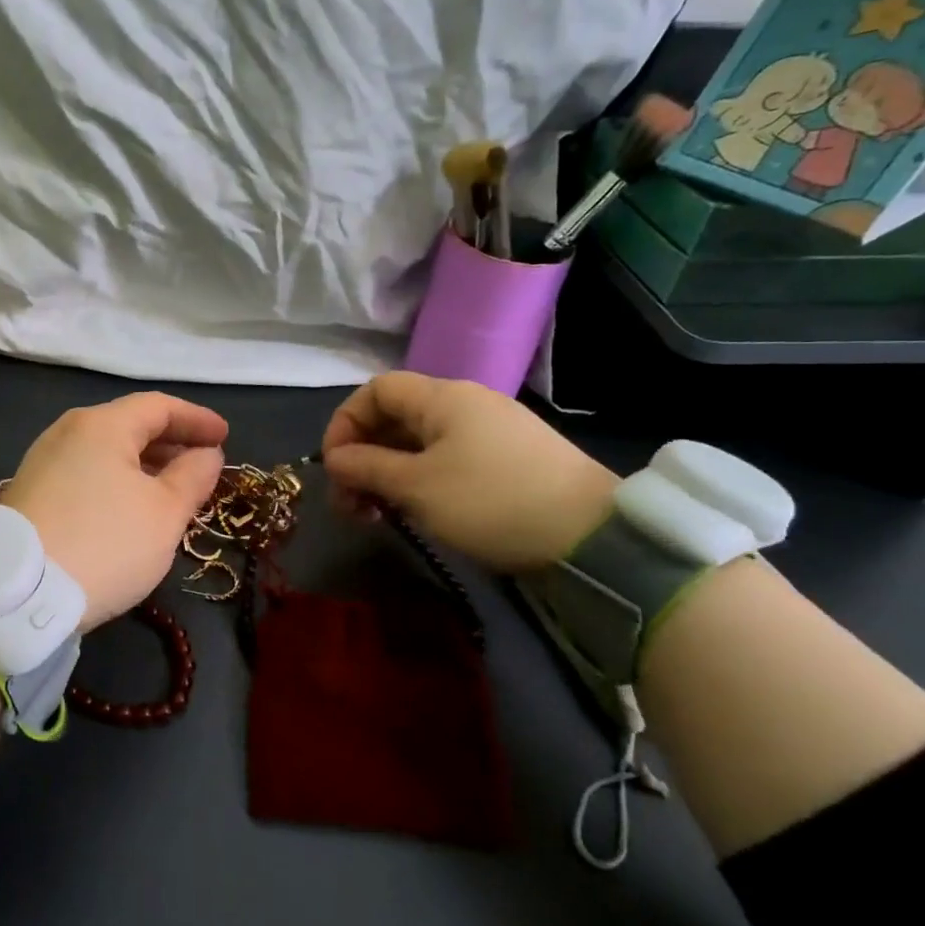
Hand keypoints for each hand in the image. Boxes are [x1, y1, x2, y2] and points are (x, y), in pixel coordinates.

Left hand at [2, 392, 227, 628]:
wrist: (20, 594)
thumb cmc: (106, 543)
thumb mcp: (165, 513)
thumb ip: (193, 476)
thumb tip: (207, 454)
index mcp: (102, 424)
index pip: (158, 406)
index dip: (196, 419)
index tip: (224, 438)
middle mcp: (67, 431)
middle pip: (129, 424)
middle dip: (171, 442)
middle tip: (202, 466)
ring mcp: (43, 461)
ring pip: (106, 450)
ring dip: (144, 464)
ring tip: (172, 490)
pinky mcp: (31, 491)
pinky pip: (85, 471)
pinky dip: (117, 479)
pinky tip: (130, 508)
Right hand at [319, 373, 618, 572]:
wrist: (591, 535)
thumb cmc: (490, 501)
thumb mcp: (416, 486)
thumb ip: (366, 466)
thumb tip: (333, 458)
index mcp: (442, 398)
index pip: (375, 390)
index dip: (344, 423)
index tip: (333, 467)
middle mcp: (464, 404)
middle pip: (394, 418)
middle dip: (362, 457)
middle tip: (351, 504)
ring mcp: (488, 432)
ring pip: (418, 443)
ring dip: (387, 474)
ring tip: (378, 515)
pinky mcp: (506, 460)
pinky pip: (445, 459)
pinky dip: (418, 481)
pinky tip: (416, 513)